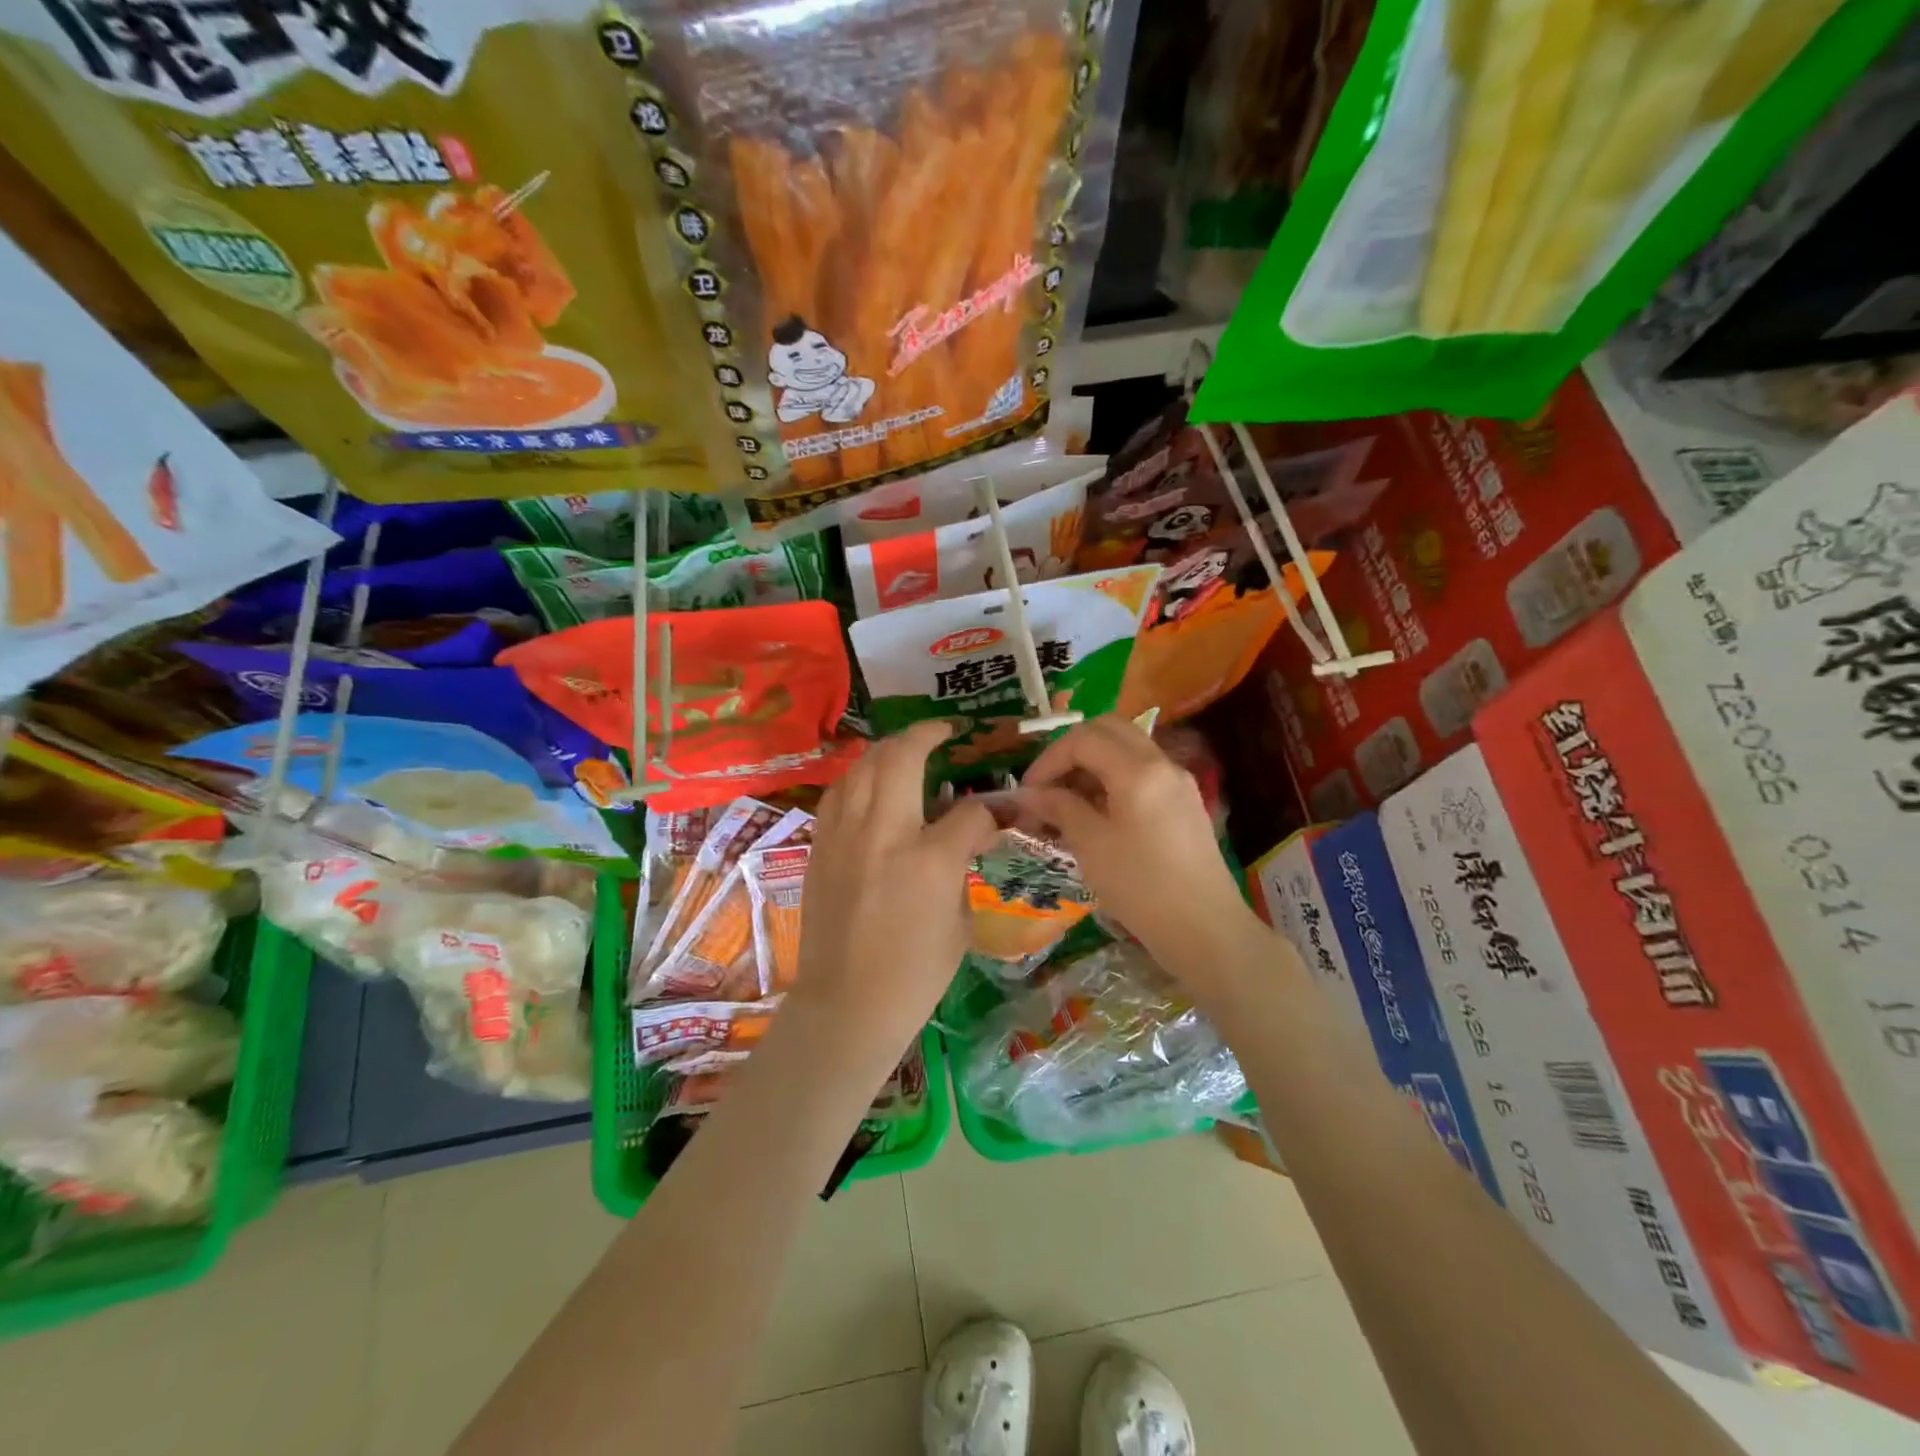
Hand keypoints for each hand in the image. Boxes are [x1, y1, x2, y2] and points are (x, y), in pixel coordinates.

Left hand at [790, 721, 997, 1067]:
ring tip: (905, 750)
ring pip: (862, 765)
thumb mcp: (959, 922)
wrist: (846, 1005)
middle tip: (941, 732)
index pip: (969, 811)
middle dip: (926, 734)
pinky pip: (839, 793)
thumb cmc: (914, 974)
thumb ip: (962, 866)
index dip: (988, 810)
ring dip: (887, 749)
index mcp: (929, 859)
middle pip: (901, 756)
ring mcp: (844, 835)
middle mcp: (883, 833)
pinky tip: (870, 785)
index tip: (993, 814)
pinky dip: (859, 778)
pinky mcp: (819, 846)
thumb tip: (965, 836)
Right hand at [1018, 716, 1262, 997]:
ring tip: (1066, 804)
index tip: (1028, 792)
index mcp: (1138, 770)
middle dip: (1071, 751)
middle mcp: (1162, 764)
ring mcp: (1178, 782)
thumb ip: (1059, 808)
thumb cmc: (1142, 887)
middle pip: (1109, 730)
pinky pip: (1142, 773)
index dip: (1049, 759)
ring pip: (1127, 749)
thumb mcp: (1091, 846)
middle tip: (1048, 785)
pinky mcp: (1184, 804)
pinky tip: (1096, 816)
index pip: (1084, 739)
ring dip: (1092, 765)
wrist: (1206, 930)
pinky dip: (1113, 781)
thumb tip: (1030, 794)